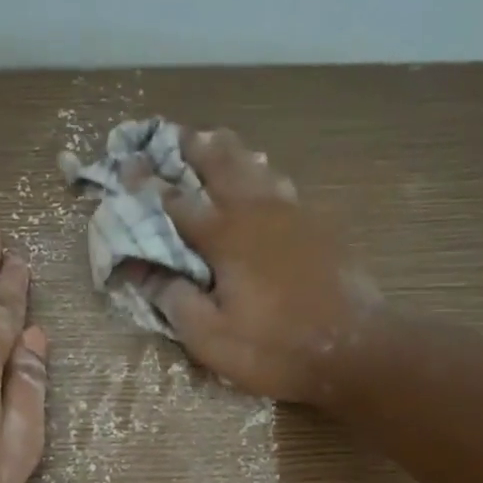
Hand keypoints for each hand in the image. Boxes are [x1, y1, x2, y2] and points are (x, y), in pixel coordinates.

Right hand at [133, 128, 378, 406]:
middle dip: (194, 148)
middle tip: (176, 133)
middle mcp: (257, 212)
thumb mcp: (212, 339)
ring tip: (218, 141)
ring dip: (232, 154)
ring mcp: (294, 215)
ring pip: (257, 169)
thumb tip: (147, 274)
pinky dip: (265, 175)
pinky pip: (285, 187)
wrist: (355, 350)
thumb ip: (176, 302)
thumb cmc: (276, 349)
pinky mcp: (320, 227)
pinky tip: (266, 180)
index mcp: (225, 237)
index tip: (126, 169)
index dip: (147, 186)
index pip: (174, 202)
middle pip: (221, 165)